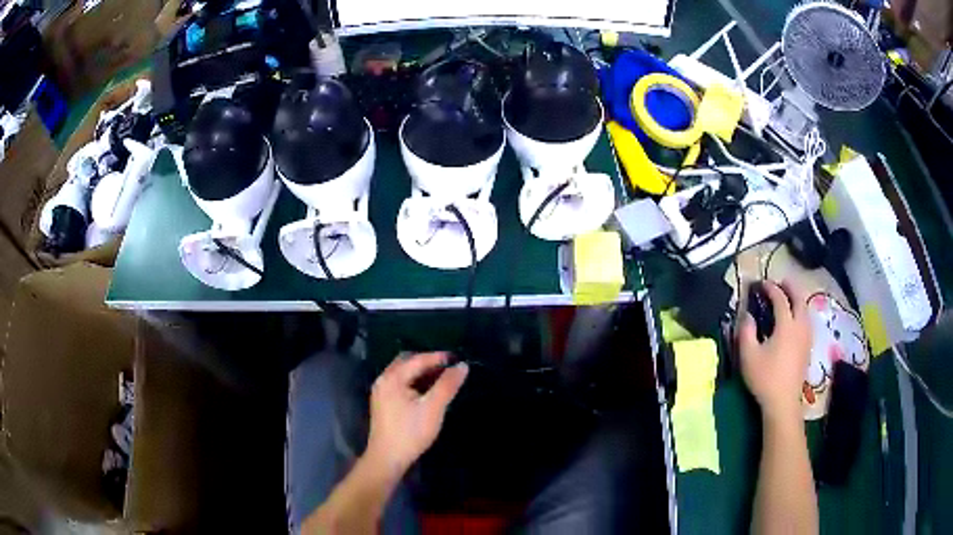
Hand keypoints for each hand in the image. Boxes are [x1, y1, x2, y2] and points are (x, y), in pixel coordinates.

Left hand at [364, 352, 468, 474]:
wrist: (387, 458)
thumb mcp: (433, 408)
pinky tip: (428, 392)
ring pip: (404, 374)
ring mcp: (381, 392)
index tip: (458, 359)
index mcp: (392, 378)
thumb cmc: (410, 432)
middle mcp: (383, 380)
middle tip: (449, 368)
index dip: (439, 357)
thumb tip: (462, 366)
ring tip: (442, 379)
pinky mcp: (383, 403)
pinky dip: (415, 383)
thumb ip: (447, 385)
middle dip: (428, 362)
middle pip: (407, 362)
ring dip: (422, 373)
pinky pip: (400, 384)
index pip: (418, 359)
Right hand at [738, 280, 811, 423]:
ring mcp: (806, 337)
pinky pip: (807, 320)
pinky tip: (794, 319)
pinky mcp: (808, 347)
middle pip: (799, 298)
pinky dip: (800, 311)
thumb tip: (747, 314)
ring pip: (805, 309)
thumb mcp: (749, 355)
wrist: (783, 403)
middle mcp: (800, 326)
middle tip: (779, 283)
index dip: (770, 288)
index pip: (780, 298)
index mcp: (786, 325)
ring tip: (788, 298)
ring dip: (797, 299)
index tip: (760, 284)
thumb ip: (746, 331)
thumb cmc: (765, 378)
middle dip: (790, 287)